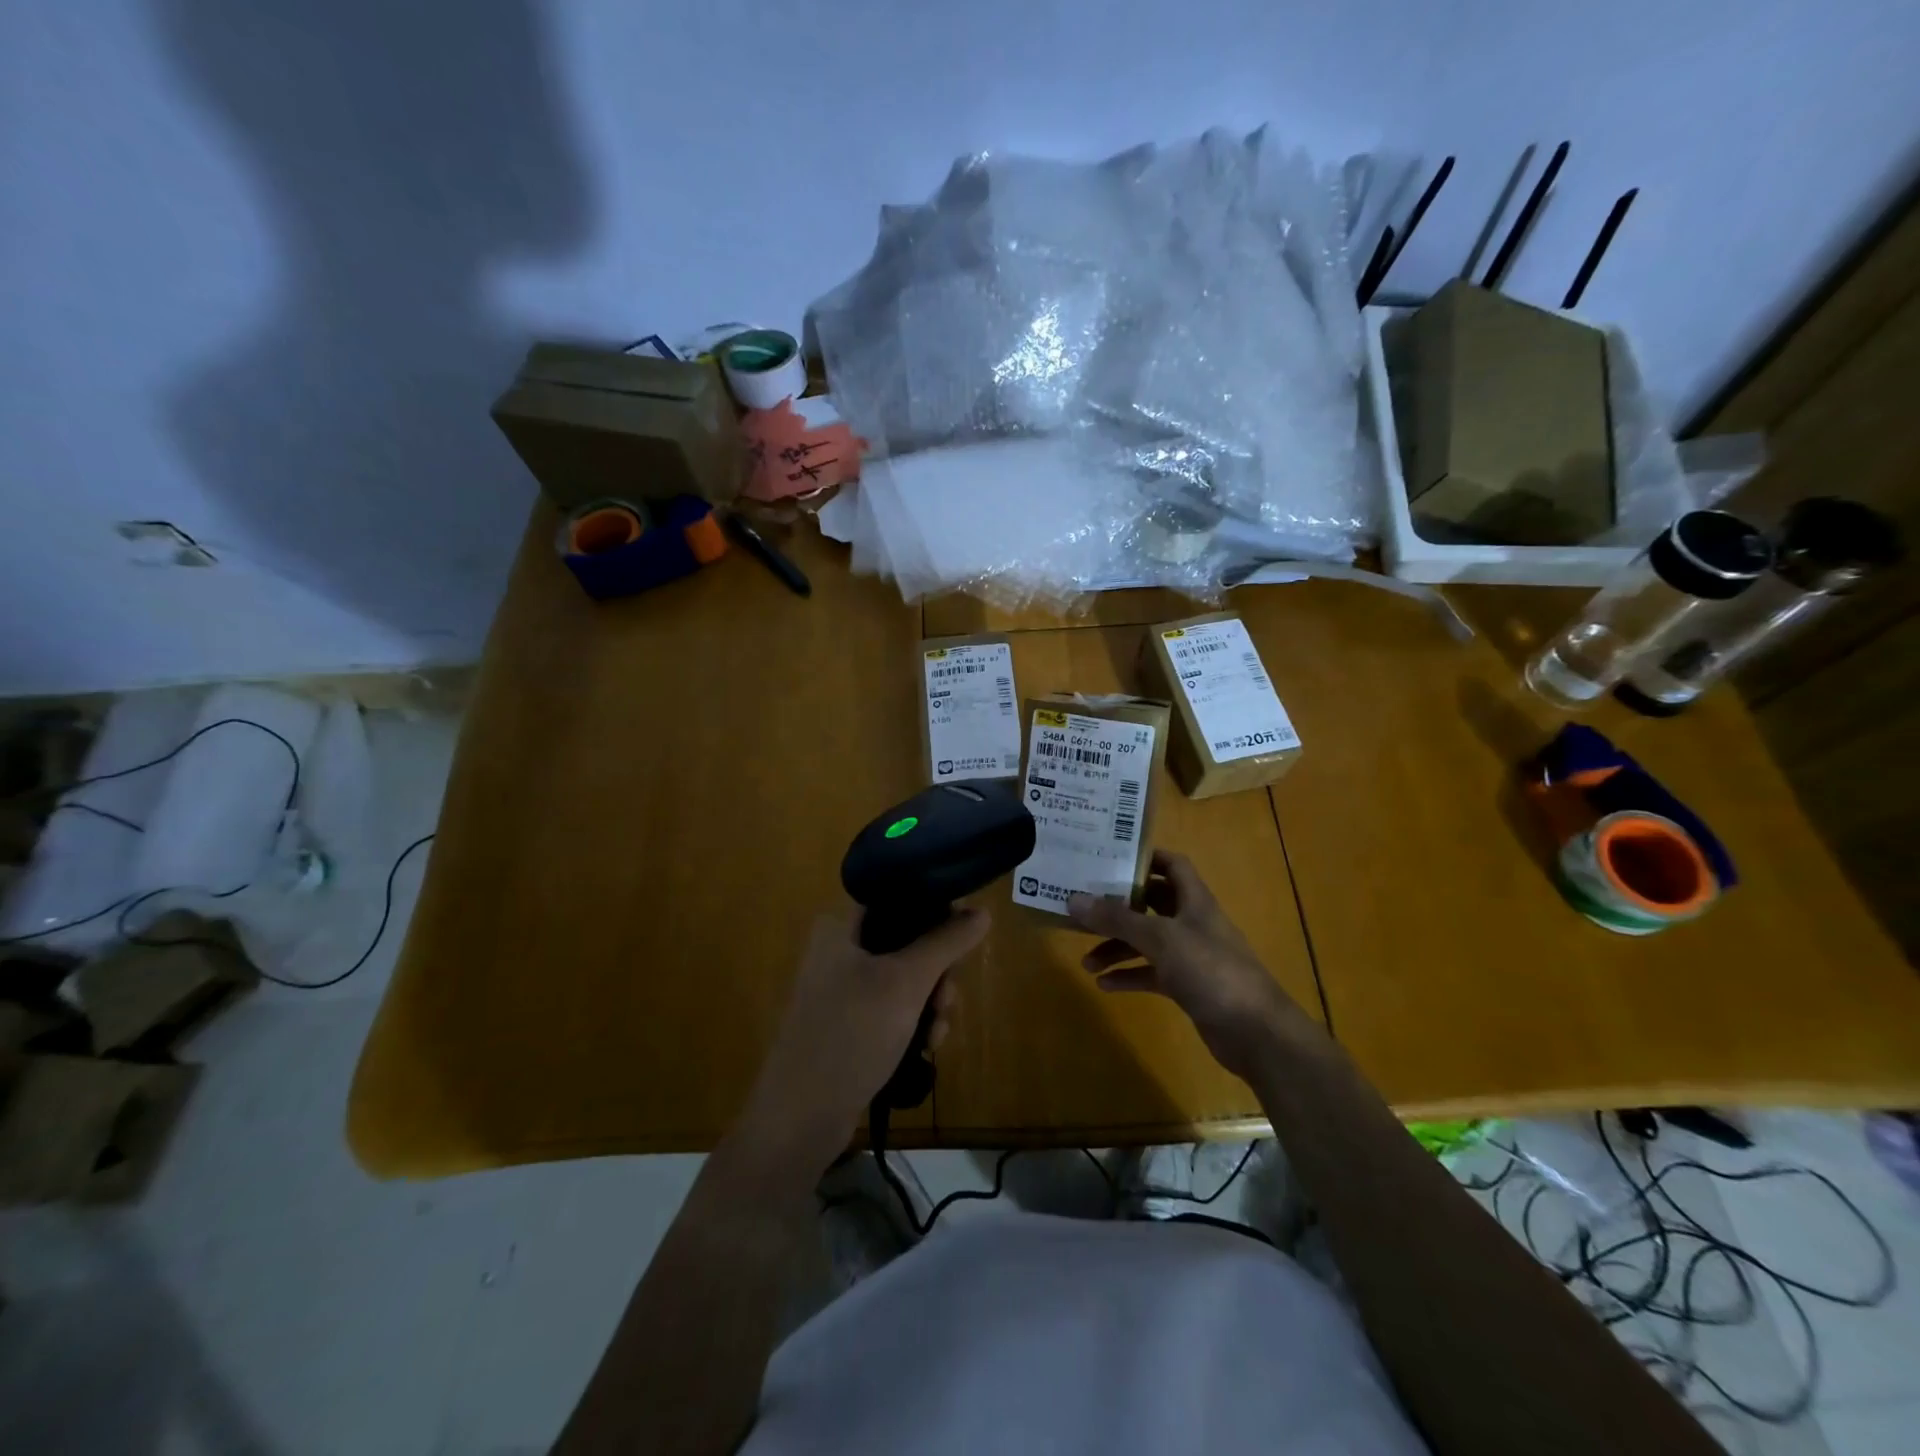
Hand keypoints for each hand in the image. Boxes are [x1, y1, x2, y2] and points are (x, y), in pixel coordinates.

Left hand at [738, 907, 989, 1172]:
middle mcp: (840, 948)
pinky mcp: (850, 1022)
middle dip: (938, 970)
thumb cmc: (851, 1035)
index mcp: (842, 925)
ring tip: (936, 1033)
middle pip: (909, 938)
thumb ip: (946, 941)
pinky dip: (914, 1022)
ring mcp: (844, 987)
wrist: (800, 1119)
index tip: (963, 937)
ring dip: (932, 1002)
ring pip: (907, 976)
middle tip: (946, 998)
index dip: (937, 909)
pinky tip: (925, 1047)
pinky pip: (895, 1007)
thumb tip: (982, 910)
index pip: (899, 895)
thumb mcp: (906, 982)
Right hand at [1068, 851, 1311, 1080]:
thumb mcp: (1160, 939)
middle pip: (1151, 904)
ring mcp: (1191, 956)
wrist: (1256, 1032)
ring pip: (1147, 942)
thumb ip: (1117, 919)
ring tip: (1086, 961)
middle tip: (1085, 909)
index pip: (1172, 865)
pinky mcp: (1188, 986)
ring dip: (1118, 948)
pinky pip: (1151, 974)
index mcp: (1194, 901)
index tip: (1108, 859)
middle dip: (1119, 908)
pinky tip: (1105, 984)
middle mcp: (1192, 923)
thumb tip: (1074, 899)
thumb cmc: (1211, 970)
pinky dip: (1129, 975)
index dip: (1144, 858)